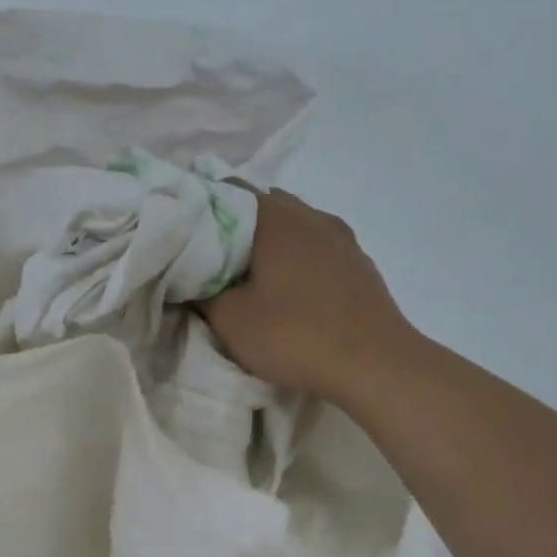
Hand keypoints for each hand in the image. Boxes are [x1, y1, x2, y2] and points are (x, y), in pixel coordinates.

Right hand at [202, 189, 420, 403]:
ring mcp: (341, 238)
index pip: (227, 192)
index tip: (182, 238)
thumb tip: (195, 278)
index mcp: (276, 218)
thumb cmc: (294, 335)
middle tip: (207, 262)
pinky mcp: (357, 264)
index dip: (199, 211)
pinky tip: (284, 292)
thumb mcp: (230, 320)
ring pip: (291, 229)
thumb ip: (204, 292)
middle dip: (232, 230)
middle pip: (261, 208)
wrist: (374, 364)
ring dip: (266, 247)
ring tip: (244, 279)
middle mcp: (311, 215)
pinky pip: (314, 250)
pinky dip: (293, 261)